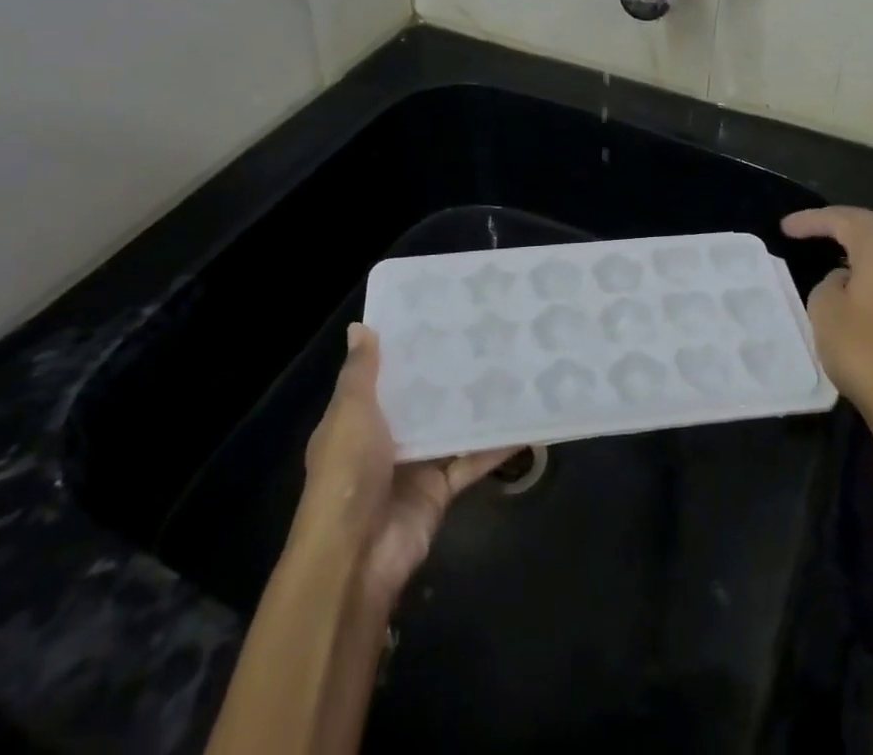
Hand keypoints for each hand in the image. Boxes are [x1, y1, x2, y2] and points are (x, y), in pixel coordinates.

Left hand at [293, 324, 513, 610]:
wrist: (356, 558)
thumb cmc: (346, 475)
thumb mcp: (349, 414)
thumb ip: (360, 373)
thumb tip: (360, 327)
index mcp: (358, 419)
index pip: (384, 376)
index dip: (407, 349)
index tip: (439, 314)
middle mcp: (387, 439)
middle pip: (422, 400)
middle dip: (448, 373)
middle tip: (486, 333)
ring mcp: (416, 465)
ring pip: (450, 426)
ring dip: (475, 405)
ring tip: (511, 365)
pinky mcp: (441, 489)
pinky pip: (472, 460)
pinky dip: (496, 445)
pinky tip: (525, 421)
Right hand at [783, 207, 872, 441]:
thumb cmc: (864, 349)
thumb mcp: (824, 309)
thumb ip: (829, 283)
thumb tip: (843, 280)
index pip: (843, 219)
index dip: (811, 220)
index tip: (784, 227)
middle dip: (844, 222)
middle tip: (815, 229)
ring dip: (862, 244)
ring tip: (836, 249)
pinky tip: (860, 282)